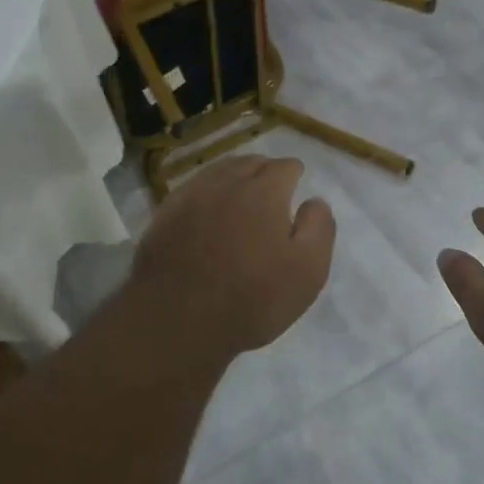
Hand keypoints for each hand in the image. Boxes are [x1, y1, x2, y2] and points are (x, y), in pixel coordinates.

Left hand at [127, 156, 336, 360]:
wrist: (177, 320)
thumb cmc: (251, 299)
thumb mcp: (307, 271)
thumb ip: (318, 228)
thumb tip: (315, 201)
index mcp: (264, 192)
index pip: (284, 167)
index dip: (294, 174)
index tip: (296, 184)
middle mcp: (226, 183)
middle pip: (250, 163)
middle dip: (264, 170)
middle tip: (271, 188)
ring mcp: (191, 196)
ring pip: (219, 171)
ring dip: (234, 176)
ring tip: (241, 192)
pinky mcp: (165, 214)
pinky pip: (192, 189)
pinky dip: (207, 192)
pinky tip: (208, 208)